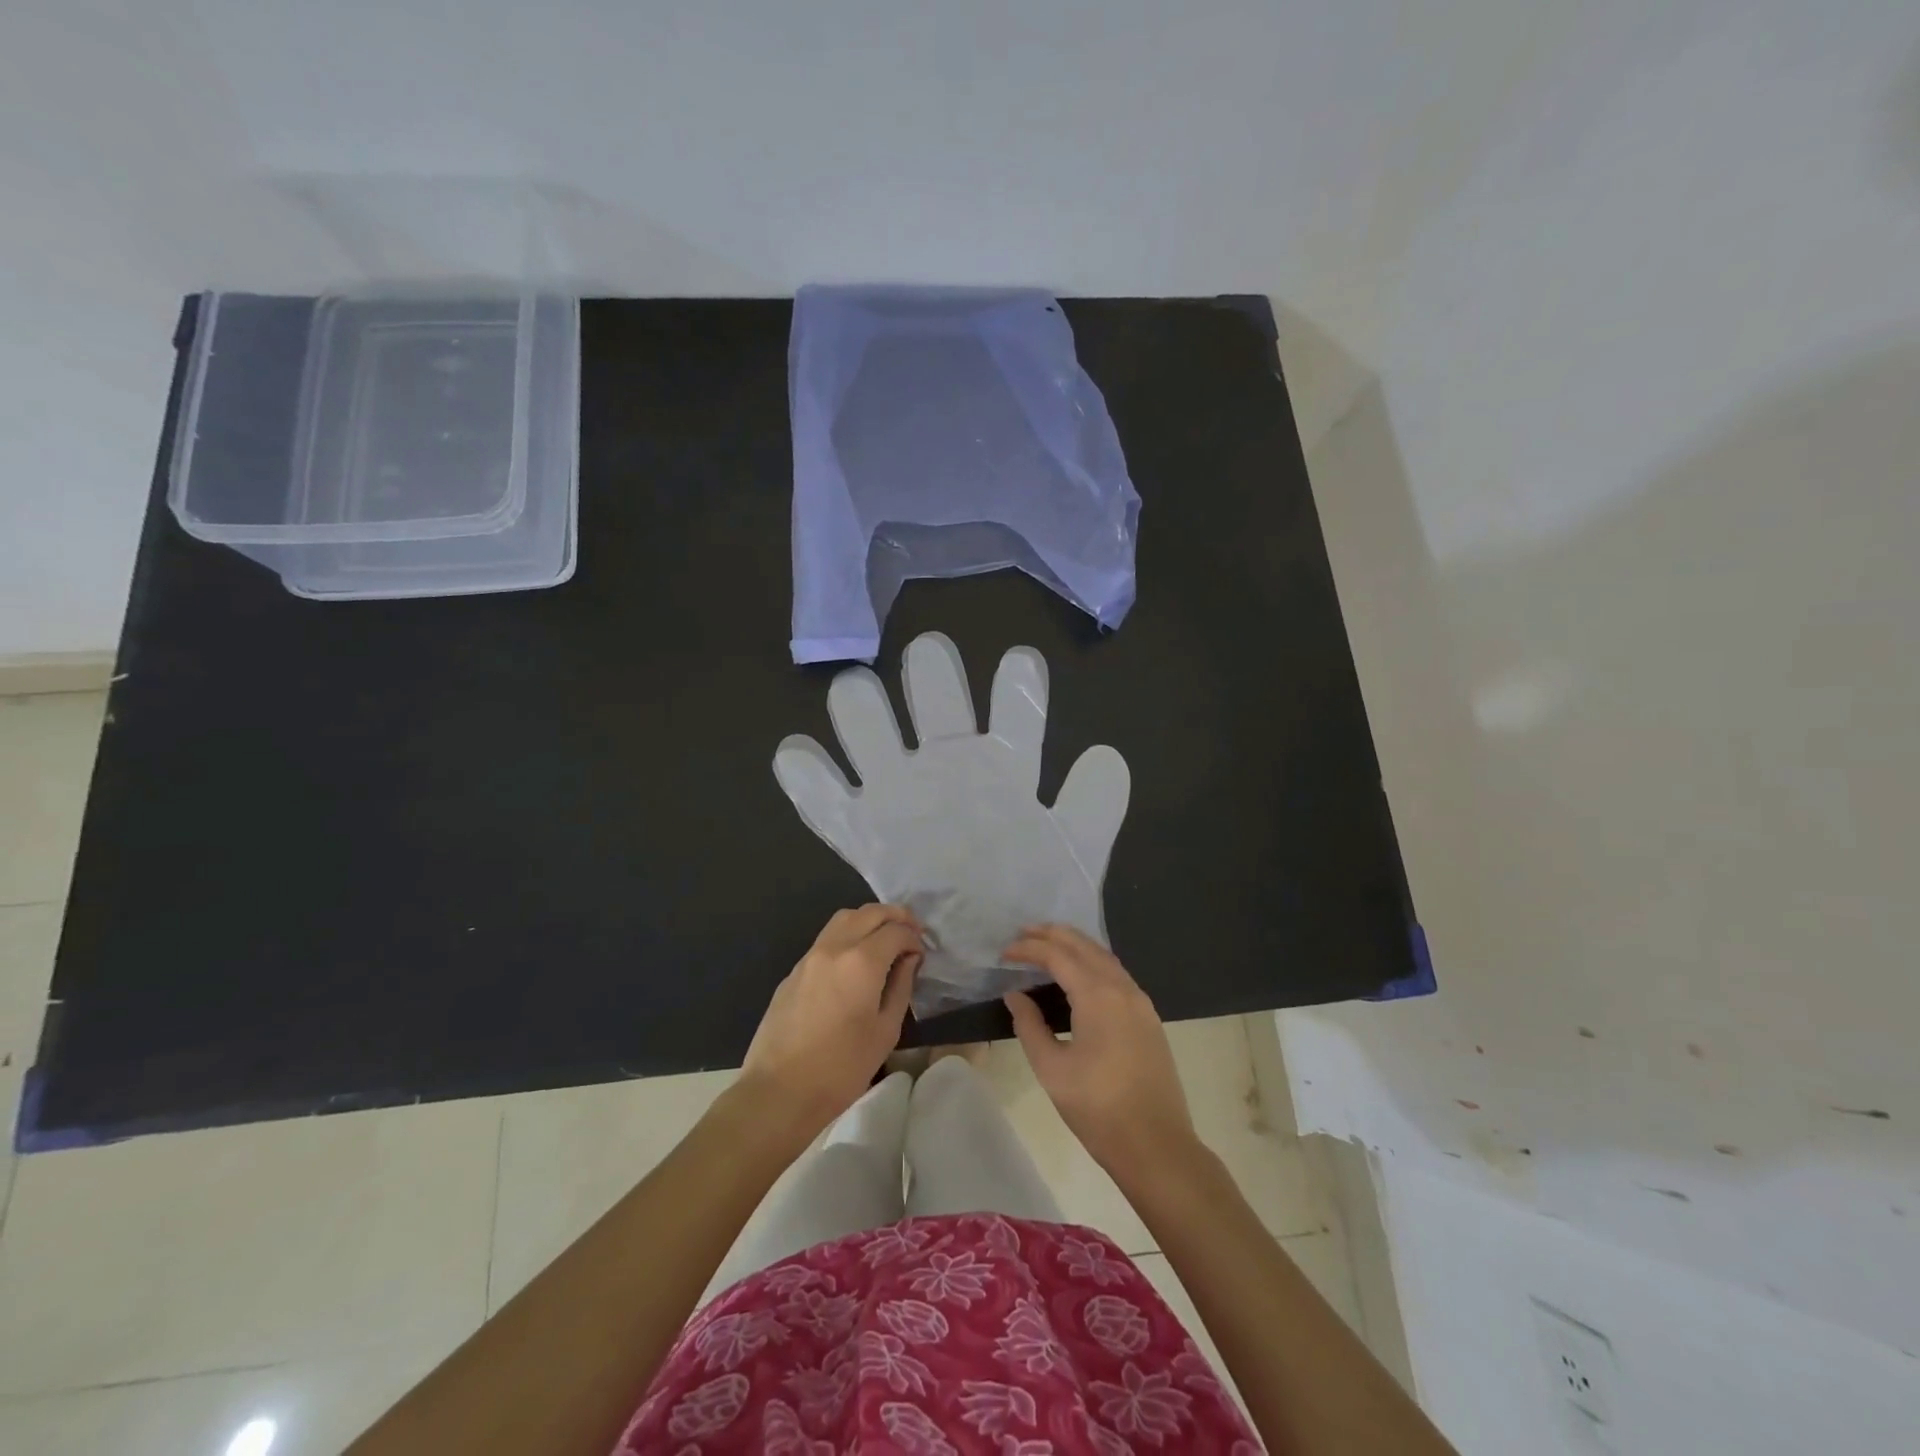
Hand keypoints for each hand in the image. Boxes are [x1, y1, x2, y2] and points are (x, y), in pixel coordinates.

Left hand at [741, 905, 922, 1141]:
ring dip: (869, 920)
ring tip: (884, 940)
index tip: (921, 955)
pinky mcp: (794, 971)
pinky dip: (848, 936)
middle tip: (911, 933)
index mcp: (862, 961)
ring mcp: (810, 957)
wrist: (779, 1092)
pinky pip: (826, 938)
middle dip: (896, 917)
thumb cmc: (841, 1068)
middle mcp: (835, 947)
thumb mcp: (885, 1031)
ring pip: (844, 918)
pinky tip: (855, 962)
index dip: (914, 938)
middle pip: (870, 912)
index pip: (896, 931)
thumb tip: (909, 960)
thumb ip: (901, 986)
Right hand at [1003, 924, 1196, 1180]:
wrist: (1156, 1145)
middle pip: (1084, 946)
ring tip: (1048, 945)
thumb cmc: (1098, 1109)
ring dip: (1075, 945)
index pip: (1058, 956)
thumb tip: (1016, 995)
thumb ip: (1030, 1026)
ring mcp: (1140, 1002)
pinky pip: (1117, 974)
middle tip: (1024, 933)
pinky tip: (1079, 974)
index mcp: (1098, 996)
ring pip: (1104, 957)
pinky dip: (1093, 962)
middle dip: (1053, 935)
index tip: (1005, 952)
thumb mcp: (1052, 1069)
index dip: (1029, 949)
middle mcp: (1122, 988)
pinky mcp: (1148, 1017)